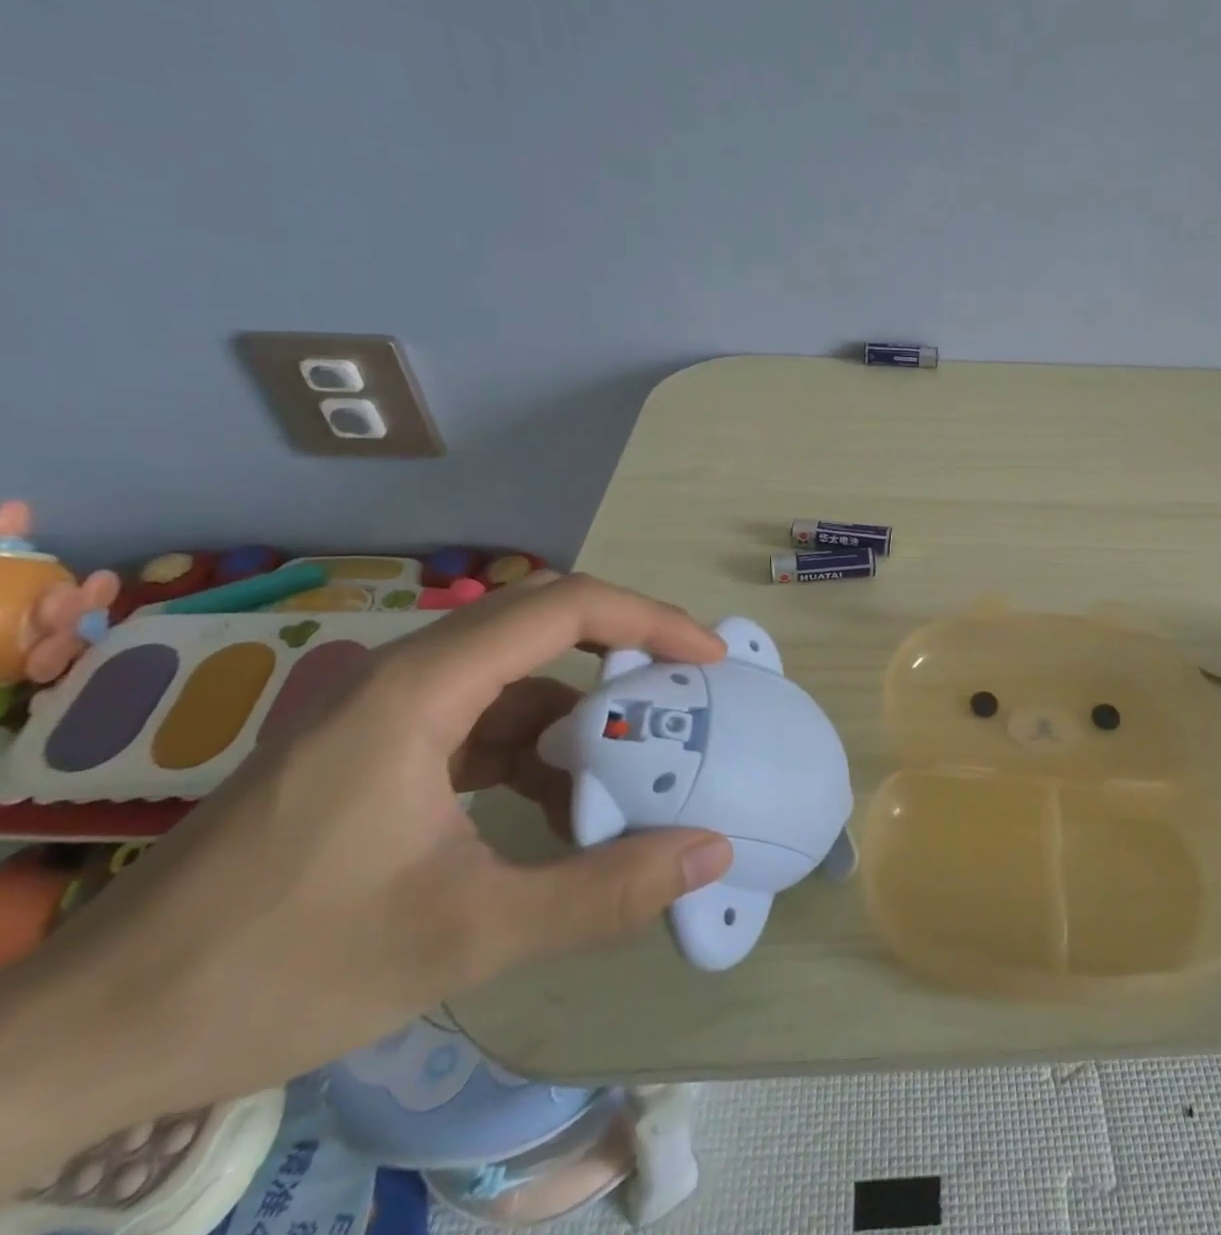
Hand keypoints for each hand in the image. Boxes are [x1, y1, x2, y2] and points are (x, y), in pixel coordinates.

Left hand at [0, 574, 734, 1178]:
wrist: (80, 1043)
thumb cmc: (275, 970)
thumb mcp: (464, 937)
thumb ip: (600, 892)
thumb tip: (710, 853)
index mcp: (419, 691)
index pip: (563, 608)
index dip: (649, 621)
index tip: (709, 659)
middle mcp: (402, 678)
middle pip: (542, 623)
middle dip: (628, 650)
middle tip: (691, 690)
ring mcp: (382, 714)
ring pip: (513, 675)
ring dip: (580, 709)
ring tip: (635, 760)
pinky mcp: (371, 752)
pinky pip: (480, 719)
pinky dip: (535, 746)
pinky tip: (557, 801)